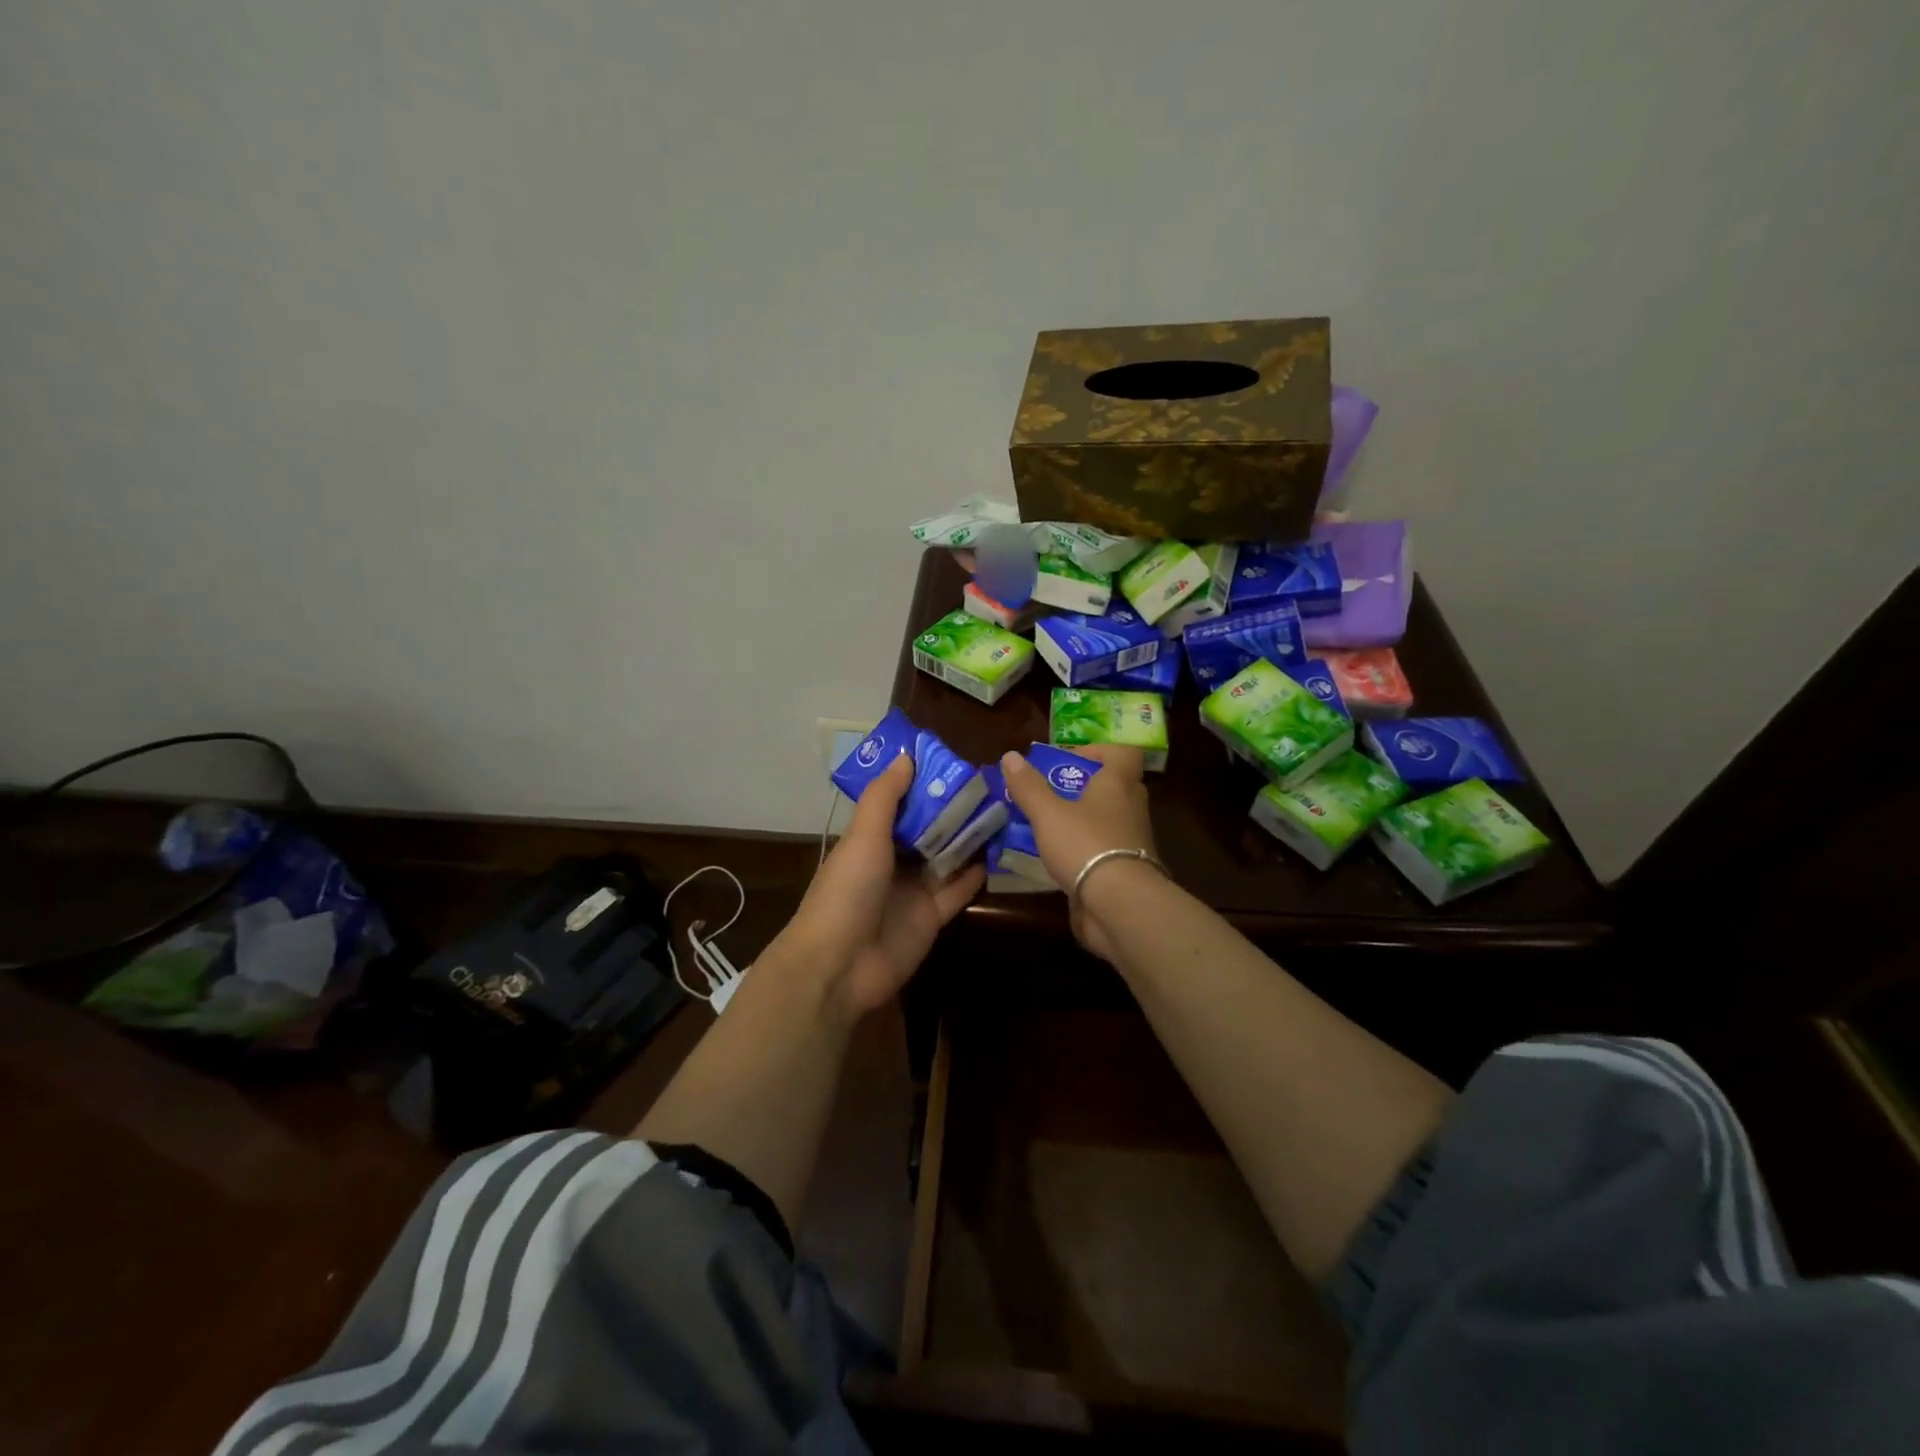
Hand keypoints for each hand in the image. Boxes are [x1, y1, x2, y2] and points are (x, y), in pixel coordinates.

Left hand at [780, 754, 984, 1017]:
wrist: (840, 965)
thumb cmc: (846, 890)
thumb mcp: (863, 836)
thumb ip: (885, 798)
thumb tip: (907, 756)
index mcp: (869, 840)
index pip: (900, 804)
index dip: (923, 784)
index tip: (954, 762)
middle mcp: (892, 862)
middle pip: (928, 830)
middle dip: (953, 810)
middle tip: (989, 784)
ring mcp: (913, 891)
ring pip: (947, 857)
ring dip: (969, 838)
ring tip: (1002, 810)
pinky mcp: (933, 917)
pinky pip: (958, 890)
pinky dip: (976, 873)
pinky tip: (999, 852)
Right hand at [998, 744, 1159, 961]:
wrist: (1119, 905)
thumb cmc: (1086, 845)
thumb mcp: (1048, 813)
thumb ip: (1029, 786)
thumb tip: (1010, 755)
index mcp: (1118, 785)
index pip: (1123, 753)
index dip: (1098, 751)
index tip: (1068, 760)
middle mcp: (1131, 809)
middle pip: (1113, 787)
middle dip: (1082, 787)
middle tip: (1051, 793)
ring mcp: (1132, 842)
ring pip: (1106, 821)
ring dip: (1081, 821)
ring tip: (1046, 828)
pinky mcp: (1126, 872)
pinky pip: (1103, 851)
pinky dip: (1083, 851)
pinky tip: (1056, 860)